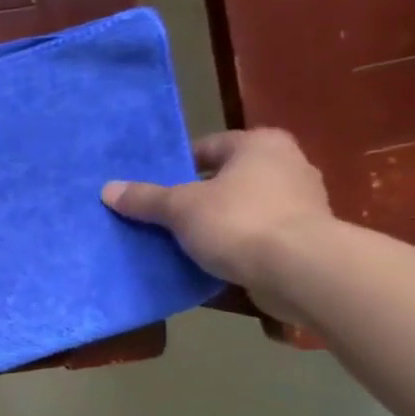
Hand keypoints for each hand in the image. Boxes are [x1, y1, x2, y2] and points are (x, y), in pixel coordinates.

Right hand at [101, 128, 334, 322]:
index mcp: (260, 144)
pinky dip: (237, 245)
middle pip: (226, 178)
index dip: (177, 166)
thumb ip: (145, 198)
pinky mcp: (306, 238)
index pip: (207, 147)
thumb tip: (107, 189)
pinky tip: (213, 261)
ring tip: (183, 242)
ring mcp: (303, 203)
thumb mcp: (180, 208)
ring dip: (217, 223)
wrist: (301, 271)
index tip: (154, 189)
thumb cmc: (239, 222)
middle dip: (196, 197)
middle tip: (163, 217)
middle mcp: (287, 164)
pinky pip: (258, 236)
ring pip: (243, 208)